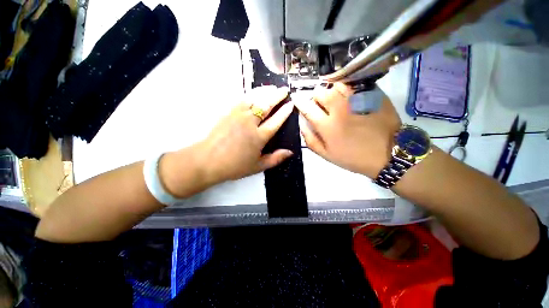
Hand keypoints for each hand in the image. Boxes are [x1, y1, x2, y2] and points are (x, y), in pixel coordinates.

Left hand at [161, 86, 294, 196]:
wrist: (208, 161)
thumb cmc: (235, 166)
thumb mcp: (258, 166)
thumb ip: (275, 159)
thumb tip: (290, 152)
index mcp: (259, 137)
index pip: (276, 121)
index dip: (285, 112)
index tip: (291, 104)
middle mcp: (250, 123)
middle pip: (266, 105)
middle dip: (277, 96)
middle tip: (285, 90)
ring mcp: (238, 116)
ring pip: (254, 99)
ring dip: (265, 92)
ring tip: (273, 87)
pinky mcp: (228, 113)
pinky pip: (242, 99)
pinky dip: (251, 94)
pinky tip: (255, 92)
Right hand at [294, 83, 400, 178]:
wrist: (387, 154)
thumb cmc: (353, 157)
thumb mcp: (326, 155)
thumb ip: (310, 139)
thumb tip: (301, 124)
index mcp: (327, 126)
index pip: (307, 108)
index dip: (299, 101)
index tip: (296, 98)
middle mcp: (340, 109)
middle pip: (321, 92)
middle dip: (316, 96)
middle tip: (320, 103)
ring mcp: (357, 100)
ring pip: (336, 85)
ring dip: (331, 90)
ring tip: (334, 98)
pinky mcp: (371, 96)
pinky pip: (354, 85)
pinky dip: (347, 88)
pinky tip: (348, 96)